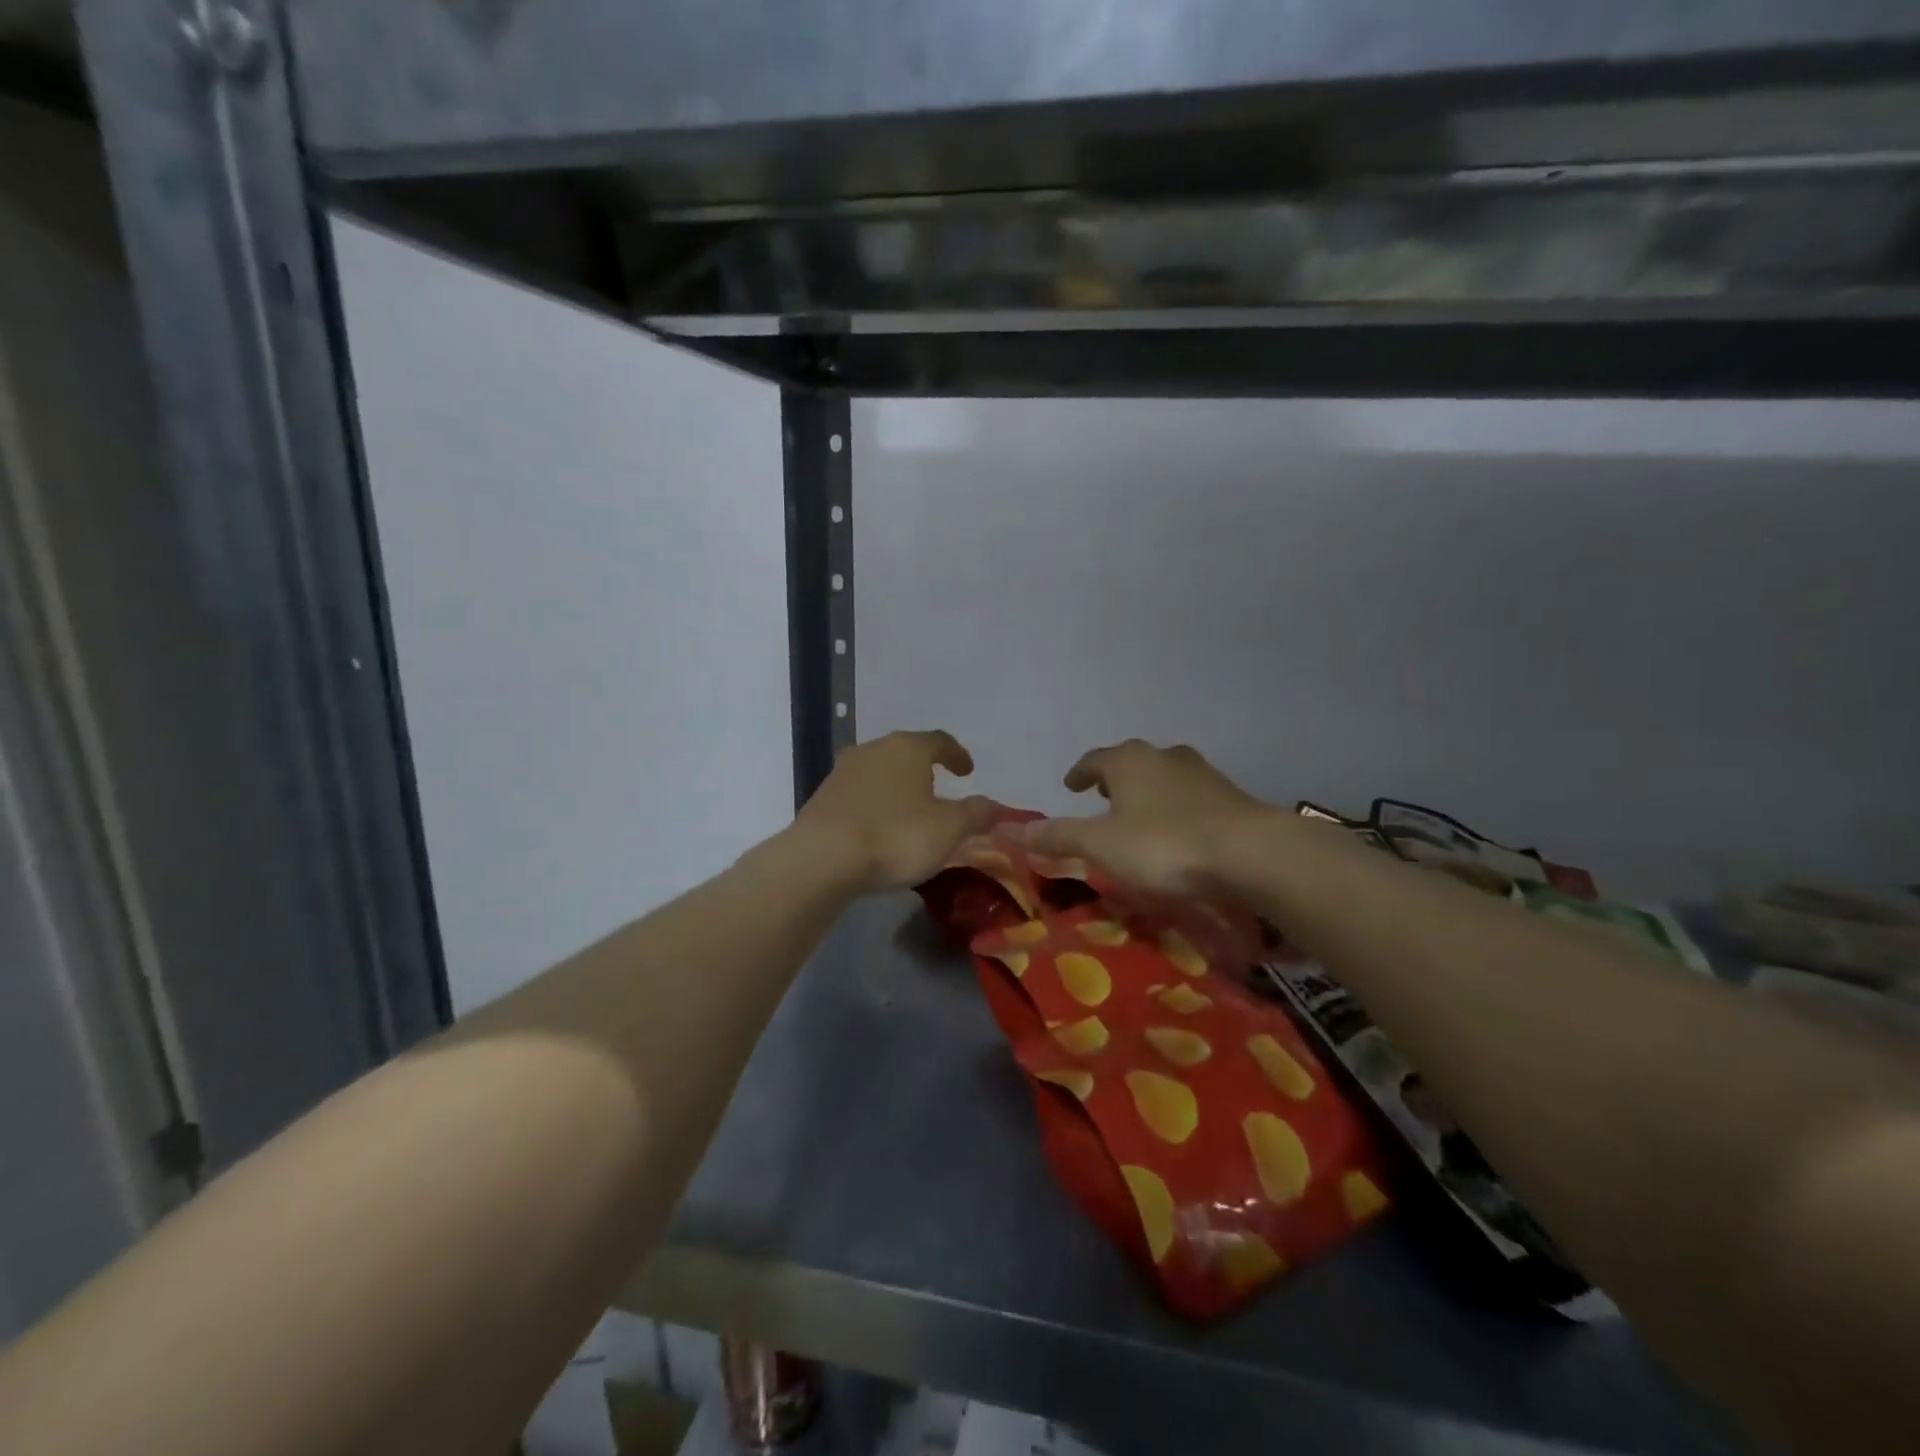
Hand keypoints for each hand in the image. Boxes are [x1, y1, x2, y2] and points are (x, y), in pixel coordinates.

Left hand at [794, 730, 994, 891]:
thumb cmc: (895, 836)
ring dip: (895, 788)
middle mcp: (873, 749)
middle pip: (905, 752)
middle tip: (938, 790)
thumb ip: (975, 814)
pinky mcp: (821, 797)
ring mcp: (842, 772)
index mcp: (907, 748)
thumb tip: (995, 806)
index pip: (939, 740)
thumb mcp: (949, 829)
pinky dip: (872, 806)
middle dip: (923, 769)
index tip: (967, 771)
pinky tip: (877, 829)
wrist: (822, 858)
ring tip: (907, 812)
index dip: (957, 755)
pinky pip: (857, 795)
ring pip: (878, 772)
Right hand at [1029, 740, 1272, 895]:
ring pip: (1164, 774)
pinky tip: (1180, 828)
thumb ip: (1058, 836)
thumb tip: (1010, 829)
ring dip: (1148, 789)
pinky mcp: (1231, 795)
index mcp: (1128, 762)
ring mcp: (1202, 773)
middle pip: (1132, 761)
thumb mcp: (1101, 845)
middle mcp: (1164, 757)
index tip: (1070, 784)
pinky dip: (1177, 805)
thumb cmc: (1163, 844)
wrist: (1250, 853)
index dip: (1079, 772)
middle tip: (1102, 794)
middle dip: (1115, 777)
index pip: (1094, 759)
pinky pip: (1192, 794)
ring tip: (1139, 811)